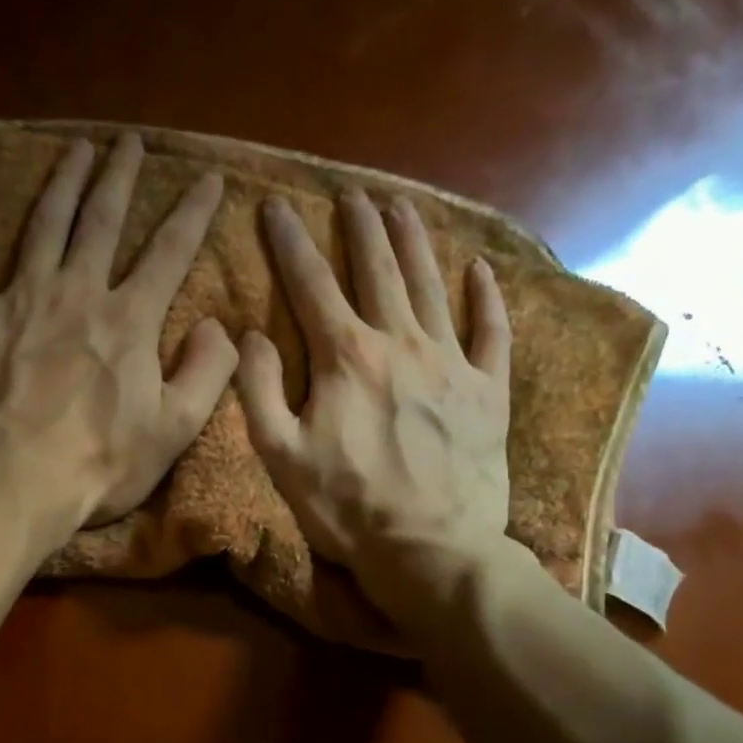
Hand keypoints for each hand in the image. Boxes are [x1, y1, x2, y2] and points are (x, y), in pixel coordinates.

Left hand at [0, 133, 237, 531]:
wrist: (11, 484)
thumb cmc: (97, 465)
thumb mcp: (174, 430)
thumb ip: (207, 372)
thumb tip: (217, 326)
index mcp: (129, 320)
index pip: (170, 251)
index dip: (193, 212)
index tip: (208, 177)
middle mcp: (76, 293)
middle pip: (102, 221)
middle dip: (121, 177)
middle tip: (130, 141)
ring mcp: (20, 300)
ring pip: (44, 224)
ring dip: (63, 182)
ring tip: (77, 149)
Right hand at [236, 189, 514, 627]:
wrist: (430, 549)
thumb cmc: (346, 507)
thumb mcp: (279, 456)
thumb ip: (259, 390)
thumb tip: (252, 335)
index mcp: (346, 358)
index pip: (311, 285)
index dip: (290, 242)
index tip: (275, 205)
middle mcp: (401, 343)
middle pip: (378, 270)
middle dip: (361, 227)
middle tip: (352, 193)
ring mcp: (451, 363)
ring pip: (431, 285)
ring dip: (415, 241)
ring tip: (402, 206)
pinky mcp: (488, 391)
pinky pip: (491, 331)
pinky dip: (486, 297)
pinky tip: (480, 269)